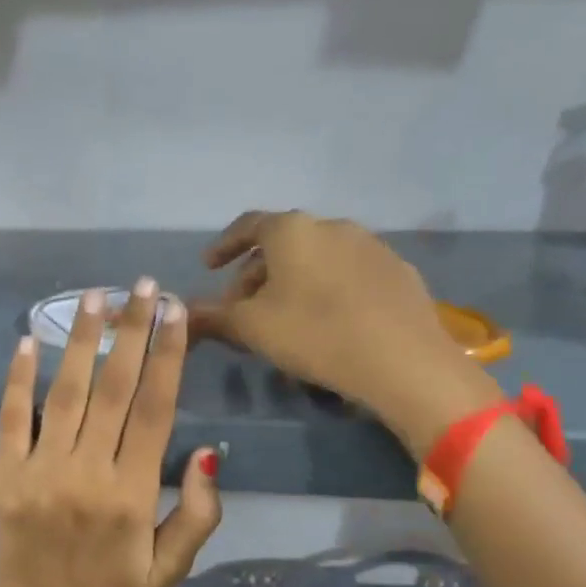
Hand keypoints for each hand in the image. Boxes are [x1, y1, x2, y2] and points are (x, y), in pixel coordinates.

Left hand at [0, 280, 221, 586]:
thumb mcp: (173, 566)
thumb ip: (199, 511)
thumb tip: (207, 452)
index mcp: (133, 492)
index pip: (155, 408)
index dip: (168, 356)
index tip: (175, 312)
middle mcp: (88, 472)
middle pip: (115, 388)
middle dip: (132, 331)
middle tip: (143, 286)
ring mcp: (42, 470)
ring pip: (66, 393)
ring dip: (82, 340)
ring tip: (95, 296)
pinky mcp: (6, 474)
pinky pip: (11, 419)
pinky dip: (18, 379)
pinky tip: (29, 339)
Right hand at [190, 211, 502, 452]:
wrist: (403, 361)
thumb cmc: (315, 334)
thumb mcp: (252, 328)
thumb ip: (212, 316)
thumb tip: (181, 312)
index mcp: (292, 230)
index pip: (247, 226)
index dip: (223, 246)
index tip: (209, 267)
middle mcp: (332, 226)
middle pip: (283, 244)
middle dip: (257, 273)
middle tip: (243, 306)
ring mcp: (371, 246)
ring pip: (317, 258)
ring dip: (293, 281)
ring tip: (284, 317)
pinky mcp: (398, 272)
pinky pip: (349, 274)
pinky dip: (328, 289)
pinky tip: (329, 323)